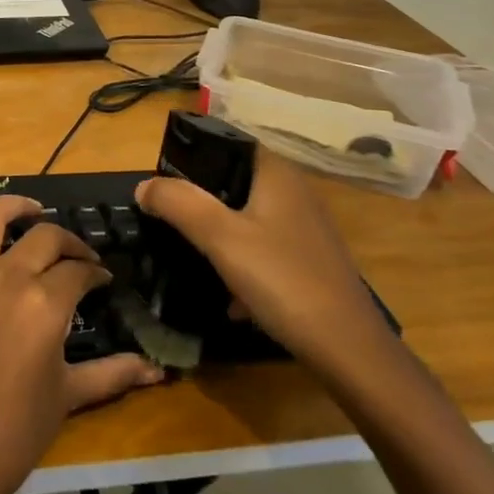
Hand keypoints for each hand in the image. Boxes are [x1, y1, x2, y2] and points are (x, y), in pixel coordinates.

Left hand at [0, 181, 162, 493]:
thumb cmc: (17, 429)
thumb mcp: (70, 396)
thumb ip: (113, 373)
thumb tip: (158, 370)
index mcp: (45, 301)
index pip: (78, 270)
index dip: (94, 274)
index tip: (101, 282)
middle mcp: (5, 274)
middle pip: (44, 238)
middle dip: (68, 243)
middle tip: (76, 259)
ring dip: (13, 207)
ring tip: (30, 211)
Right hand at [135, 149, 392, 379]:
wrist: (349, 351)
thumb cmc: (283, 280)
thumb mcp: (220, 237)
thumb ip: (178, 203)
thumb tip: (144, 185)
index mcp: (277, 174)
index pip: (227, 142)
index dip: (191, 155)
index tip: (161, 179)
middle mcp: (294, 192)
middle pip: (232, 181)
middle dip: (197, 198)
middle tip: (165, 216)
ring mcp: (304, 228)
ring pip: (245, 217)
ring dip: (215, 232)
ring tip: (186, 251)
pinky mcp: (307, 261)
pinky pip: (260, 248)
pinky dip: (238, 261)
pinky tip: (226, 293)